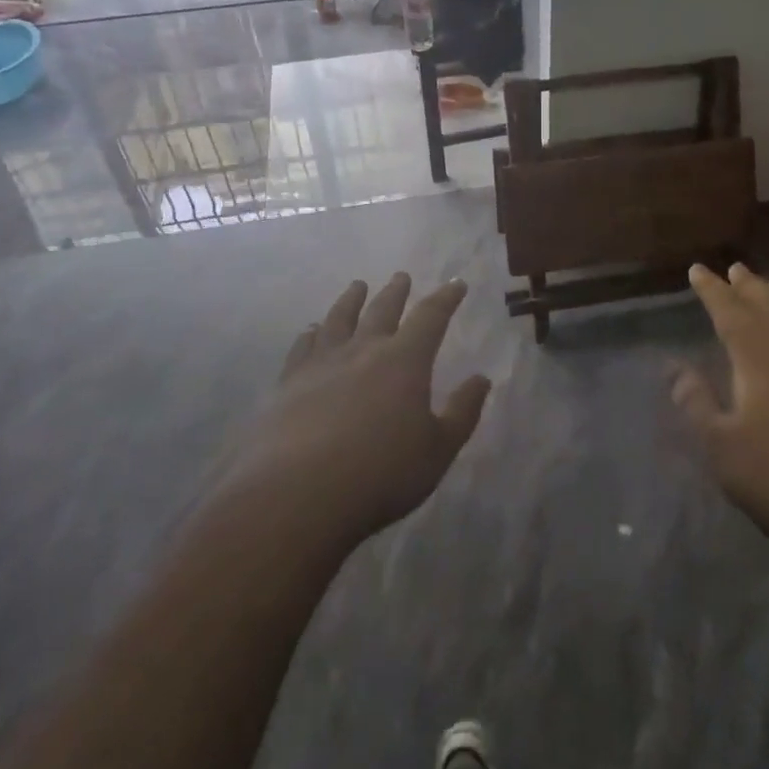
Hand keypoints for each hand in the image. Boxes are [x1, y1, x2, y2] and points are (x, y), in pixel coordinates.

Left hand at [226, 274, 490, 546]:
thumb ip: (462, 412)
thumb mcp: (438, 449)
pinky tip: (311, 331)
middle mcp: (363, 350)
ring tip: (356, 286)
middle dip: (396, 292)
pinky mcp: (288, 383)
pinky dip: (311, 334)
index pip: (431, 317)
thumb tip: (481, 379)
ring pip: (339, 319)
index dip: (446, 298)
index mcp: (405, 360)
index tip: (456, 284)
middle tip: (401, 276)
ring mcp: (321, 363)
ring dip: (351, 300)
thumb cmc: (381, 472)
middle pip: (382, 310)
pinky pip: (303, 347)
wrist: (298, 493)